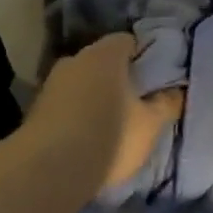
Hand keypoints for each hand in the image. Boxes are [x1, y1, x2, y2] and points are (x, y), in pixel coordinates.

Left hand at [30, 34, 183, 190]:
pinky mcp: (36, 109)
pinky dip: (77, 113)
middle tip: (136, 101)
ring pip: (81, 82)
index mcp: (104, 55)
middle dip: (118, 77)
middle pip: (102, 61)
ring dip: (95, 96)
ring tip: (112, 122)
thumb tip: (176, 90)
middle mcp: (74, 60)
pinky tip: (87, 135)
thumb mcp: (151, 125)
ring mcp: (51, 83)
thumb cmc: (110, 138)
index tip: (155, 77)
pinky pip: (66, 103)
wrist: (49, 171)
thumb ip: (166, 103)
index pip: (127, 41)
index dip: (143, 55)